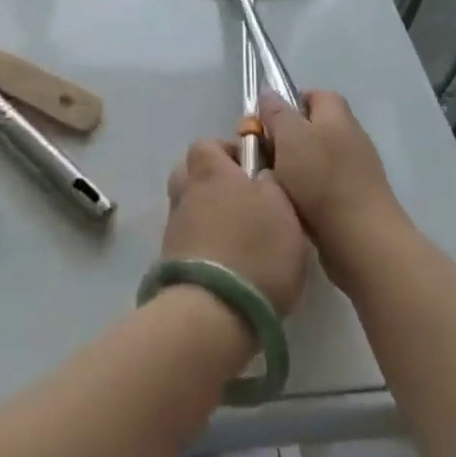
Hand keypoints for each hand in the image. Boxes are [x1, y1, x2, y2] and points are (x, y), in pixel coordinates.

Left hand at [162, 139, 309, 315]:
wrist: (213, 312)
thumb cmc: (256, 250)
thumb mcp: (285, 209)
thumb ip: (273, 184)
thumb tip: (262, 175)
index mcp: (210, 171)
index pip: (207, 144)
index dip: (228, 151)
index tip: (253, 169)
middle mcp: (186, 192)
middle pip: (190, 173)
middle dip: (213, 181)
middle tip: (244, 200)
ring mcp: (174, 228)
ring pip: (189, 208)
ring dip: (208, 216)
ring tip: (239, 237)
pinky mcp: (170, 261)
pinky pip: (188, 240)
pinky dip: (204, 244)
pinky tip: (228, 263)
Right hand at [260, 91, 409, 281]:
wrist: (360, 239)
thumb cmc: (322, 178)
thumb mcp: (290, 136)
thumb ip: (276, 112)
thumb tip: (268, 93)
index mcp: (337, 115)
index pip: (314, 94)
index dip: (289, 102)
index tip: (265, 120)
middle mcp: (350, 137)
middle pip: (312, 127)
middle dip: (285, 138)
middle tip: (260, 152)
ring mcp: (355, 171)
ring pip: (313, 159)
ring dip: (292, 168)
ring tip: (270, 181)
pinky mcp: (353, 200)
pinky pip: (321, 187)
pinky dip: (304, 193)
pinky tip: (288, 204)